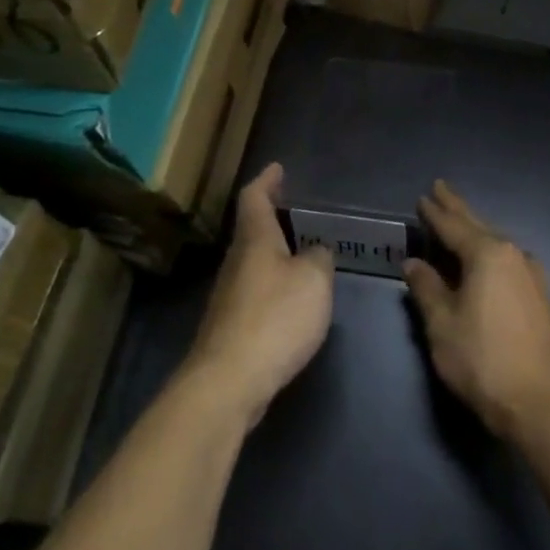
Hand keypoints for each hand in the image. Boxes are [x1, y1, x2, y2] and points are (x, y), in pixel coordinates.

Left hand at [187, 163, 334, 424]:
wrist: (229, 381)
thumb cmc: (275, 318)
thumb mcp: (314, 281)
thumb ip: (319, 259)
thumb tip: (315, 253)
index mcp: (255, 241)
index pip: (254, 199)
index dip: (266, 181)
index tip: (277, 168)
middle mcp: (236, 262)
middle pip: (251, 231)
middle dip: (271, 218)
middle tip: (295, 212)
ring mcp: (229, 296)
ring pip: (252, 262)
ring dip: (273, 253)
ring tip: (301, 254)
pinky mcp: (230, 327)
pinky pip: (255, 291)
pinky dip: (273, 284)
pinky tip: (291, 300)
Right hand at [403, 181, 549, 439]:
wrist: (541, 403)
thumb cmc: (483, 360)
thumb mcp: (442, 324)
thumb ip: (427, 288)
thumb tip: (414, 262)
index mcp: (488, 254)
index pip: (453, 226)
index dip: (435, 213)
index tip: (423, 196)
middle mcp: (513, 255)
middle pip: (479, 225)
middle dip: (458, 208)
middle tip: (441, 189)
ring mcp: (532, 275)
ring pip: (496, 242)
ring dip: (474, 229)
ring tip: (457, 220)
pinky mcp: (539, 296)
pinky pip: (507, 260)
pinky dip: (488, 251)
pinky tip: (485, 258)